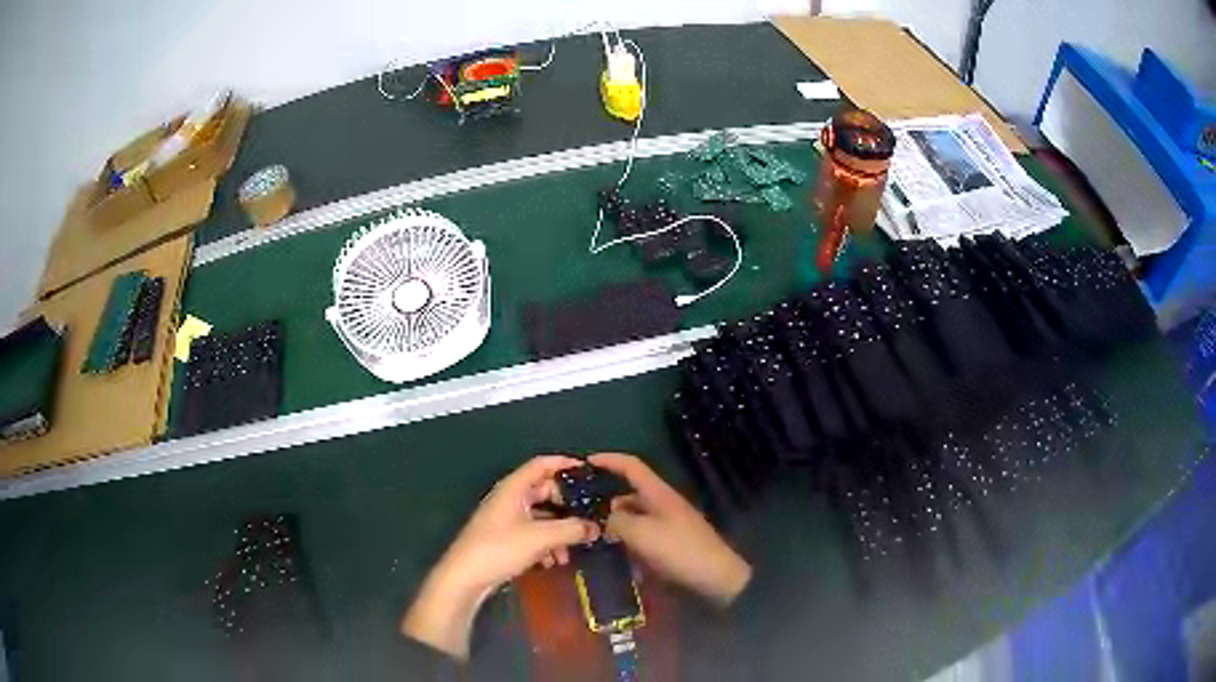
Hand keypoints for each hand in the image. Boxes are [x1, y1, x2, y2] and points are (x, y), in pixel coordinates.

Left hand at [401, 456, 599, 658]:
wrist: (466, 577)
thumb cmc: (500, 548)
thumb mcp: (541, 537)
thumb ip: (572, 529)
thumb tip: (597, 527)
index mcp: (514, 488)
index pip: (542, 464)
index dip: (565, 464)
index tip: (590, 471)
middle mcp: (510, 498)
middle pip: (545, 492)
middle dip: (568, 506)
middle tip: (589, 516)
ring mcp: (506, 519)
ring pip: (541, 516)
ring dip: (559, 531)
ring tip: (571, 550)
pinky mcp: (505, 539)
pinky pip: (533, 533)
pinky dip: (547, 544)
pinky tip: (554, 562)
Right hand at [590, 453, 751, 606]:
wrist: (716, 577)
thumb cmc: (678, 549)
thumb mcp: (641, 533)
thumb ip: (617, 522)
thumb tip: (605, 519)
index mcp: (658, 493)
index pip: (631, 466)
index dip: (609, 460)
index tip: (585, 461)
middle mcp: (664, 504)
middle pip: (630, 496)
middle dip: (607, 504)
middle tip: (582, 516)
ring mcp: (670, 525)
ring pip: (635, 519)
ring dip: (617, 528)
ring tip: (595, 541)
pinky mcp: (672, 544)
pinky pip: (644, 538)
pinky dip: (631, 545)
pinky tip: (619, 560)